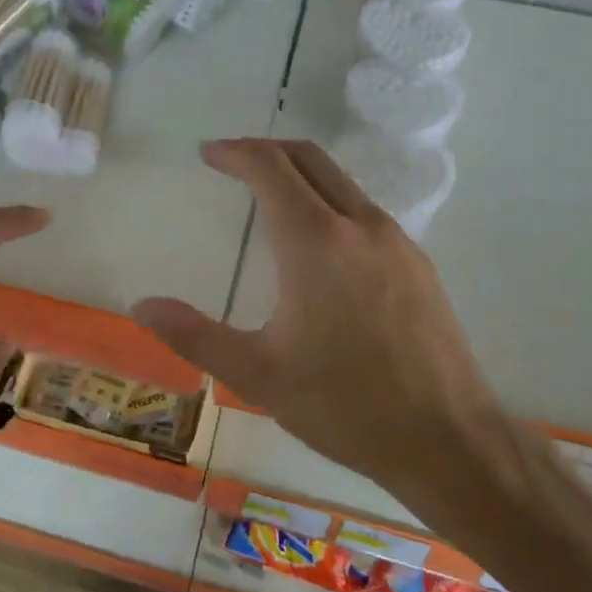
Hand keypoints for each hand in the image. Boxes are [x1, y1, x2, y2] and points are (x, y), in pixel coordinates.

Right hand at [133, 139, 524, 523]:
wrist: (449, 441)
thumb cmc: (345, 406)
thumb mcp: (257, 375)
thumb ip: (194, 335)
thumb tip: (142, 306)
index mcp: (316, 241)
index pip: (271, 168)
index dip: (235, 152)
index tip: (208, 153)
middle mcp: (361, 226)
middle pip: (310, 158)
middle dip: (267, 150)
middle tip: (232, 162)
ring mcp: (397, 243)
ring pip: (342, 183)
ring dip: (301, 175)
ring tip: (268, 199)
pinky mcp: (418, 266)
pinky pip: (365, 212)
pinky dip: (330, 203)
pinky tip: (319, 246)